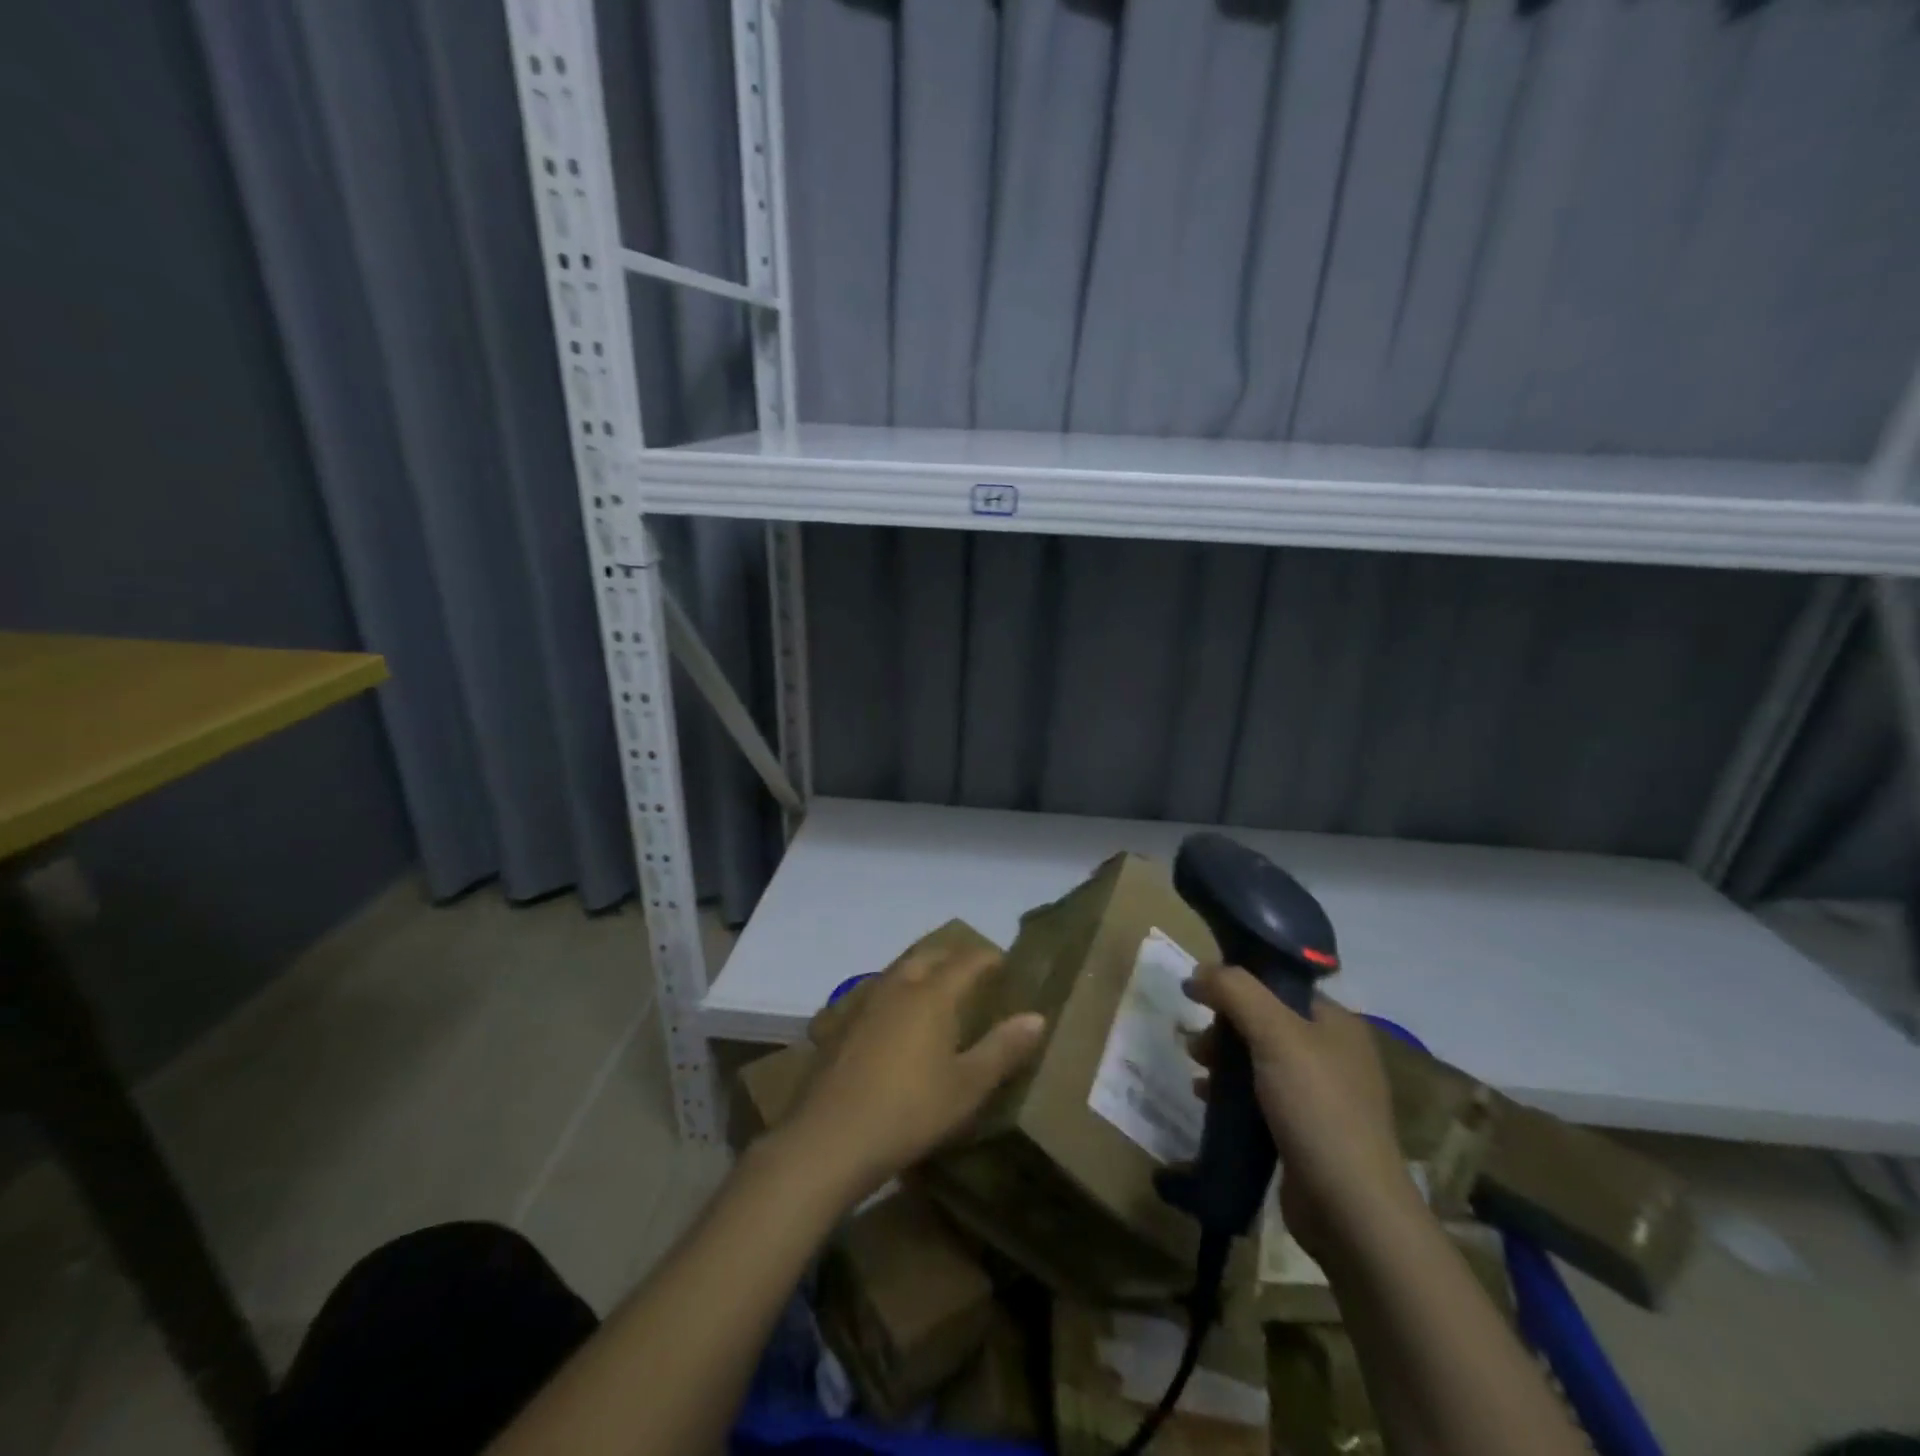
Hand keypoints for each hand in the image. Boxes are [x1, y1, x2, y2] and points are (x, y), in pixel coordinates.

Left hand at [779, 942, 1046, 1203]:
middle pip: (929, 954)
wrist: (830, 1138)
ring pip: (899, 969)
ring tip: (938, 988)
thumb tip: (1037, 1017)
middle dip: (954, 956)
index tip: (1007, 965)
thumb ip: (1003, 1048)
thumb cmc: (910, 1111)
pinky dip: (896, 991)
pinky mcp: (841, 1023)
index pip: (968, 960)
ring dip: (922, 969)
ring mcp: (864, 1001)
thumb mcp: (967, 1086)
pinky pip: (877, 991)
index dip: (989, 958)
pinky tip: (896, 1018)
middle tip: (974, 972)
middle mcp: (898, 985)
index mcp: (932, 993)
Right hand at [1186, 967, 1416, 1259]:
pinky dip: (1231, 1094)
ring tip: (1196, 1070)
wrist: (1350, 1209)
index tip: (1200, 993)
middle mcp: (1333, 1054)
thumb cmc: (1316, 1108)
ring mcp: (1321, 1096)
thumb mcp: (1274, 1034)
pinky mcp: (1305, 1132)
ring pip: (1258, 1060)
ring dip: (1223, 1060)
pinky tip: (1207, 1100)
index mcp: (1337, 1023)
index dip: (1238, 983)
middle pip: (1264, 1021)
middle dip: (1224, 1026)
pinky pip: (1259, 1097)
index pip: (1280, 985)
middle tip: (1197, 1043)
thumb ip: (1235, 991)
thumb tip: (1199, 971)